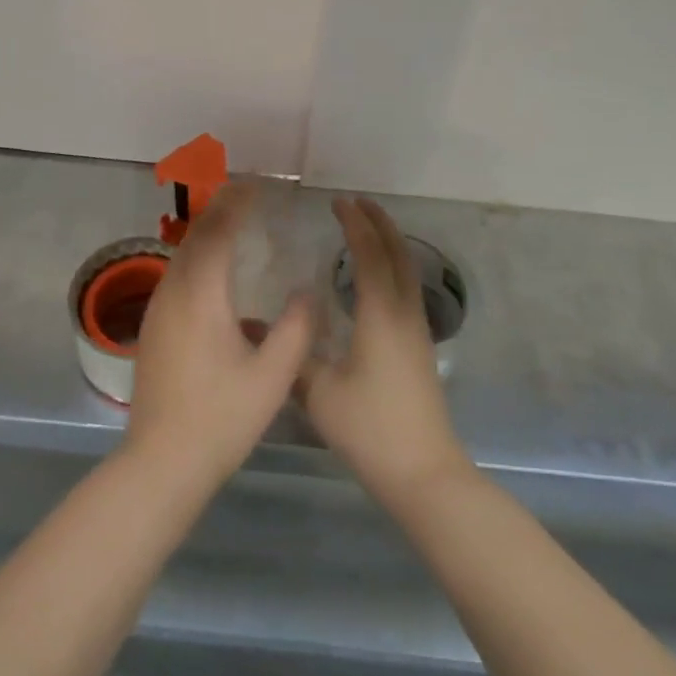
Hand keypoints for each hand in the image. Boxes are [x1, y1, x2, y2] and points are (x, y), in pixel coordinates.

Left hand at [125, 182, 316, 489]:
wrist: (162, 461)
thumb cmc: (222, 418)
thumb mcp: (273, 377)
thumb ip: (296, 329)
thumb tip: (307, 292)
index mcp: (202, 294)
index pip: (218, 230)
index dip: (236, 202)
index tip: (256, 184)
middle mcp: (173, 290)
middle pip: (195, 235)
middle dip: (219, 209)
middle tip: (246, 194)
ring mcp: (157, 309)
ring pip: (181, 255)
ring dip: (206, 232)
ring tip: (232, 222)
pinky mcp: (151, 328)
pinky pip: (175, 275)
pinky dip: (196, 257)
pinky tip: (214, 273)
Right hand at [301, 199, 470, 505]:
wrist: (424, 473)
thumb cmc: (371, 428)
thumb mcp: (320, 392)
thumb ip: (290, 354)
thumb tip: (251, 327)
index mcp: (380, 314)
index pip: (369, 255)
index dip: (354, 225)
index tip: (337, 202)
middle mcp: (403, 313)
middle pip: (398, 254)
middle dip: (379, 224)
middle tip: (357, 202)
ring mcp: (416, 330)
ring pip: (407, 271)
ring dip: (389, 243)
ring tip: (367, 229)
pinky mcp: (419, 346)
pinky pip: (407, 288)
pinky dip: (392, 267)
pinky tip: (374, 279)